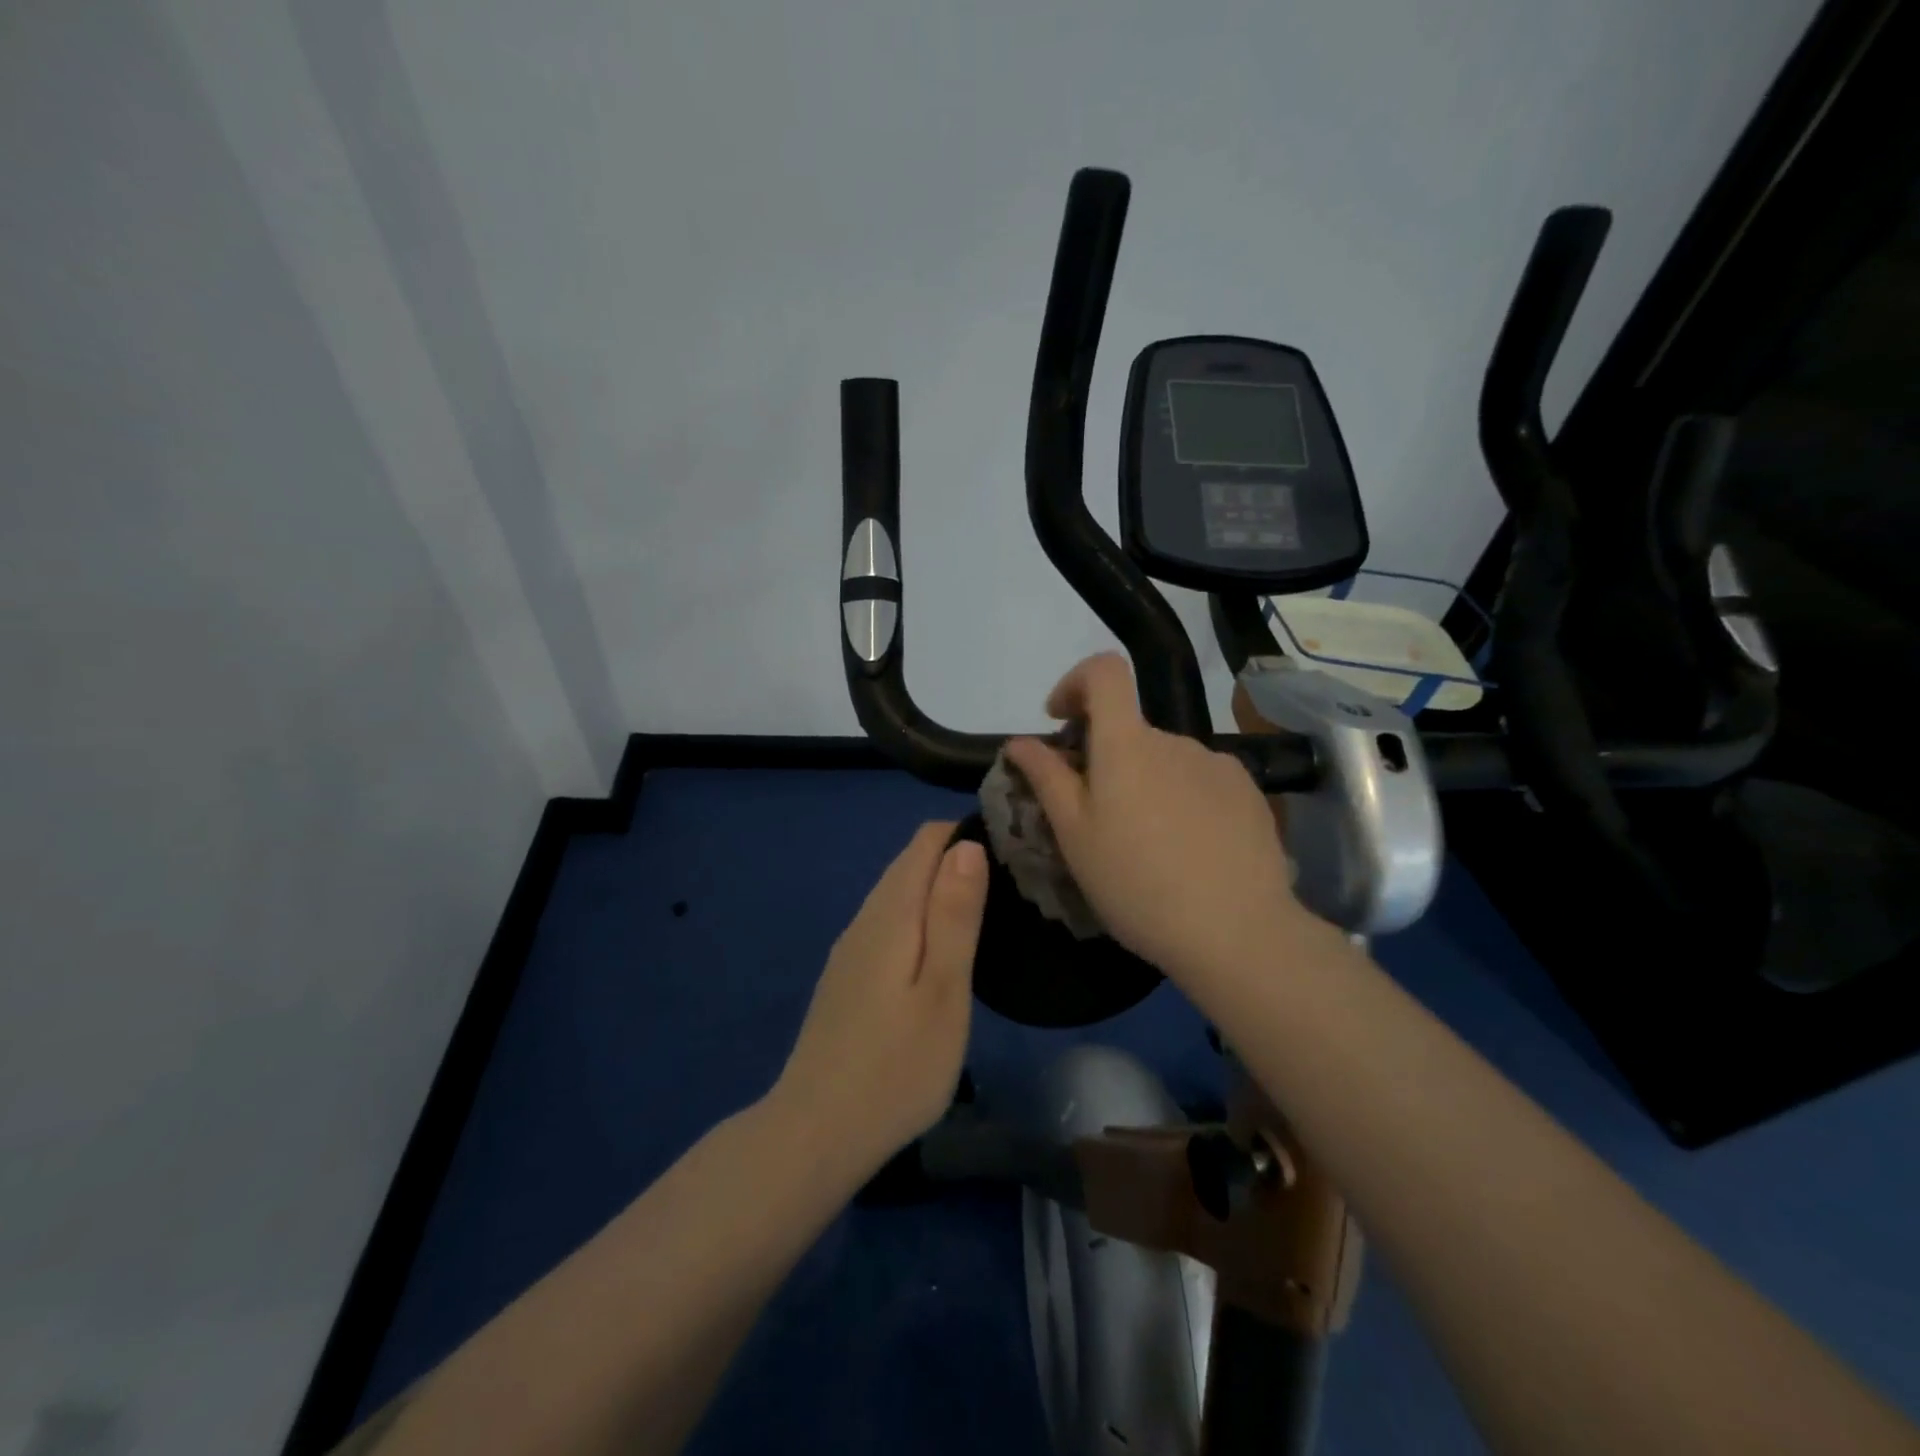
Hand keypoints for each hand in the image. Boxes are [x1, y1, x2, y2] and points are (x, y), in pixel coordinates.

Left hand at [773, 823, 987, 1175]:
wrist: (816, 1133)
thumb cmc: (897, 1067)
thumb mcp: (943, 991)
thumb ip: (954, 915)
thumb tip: (966, 846)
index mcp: (891, 913)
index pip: (926, 841)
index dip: (966, 834)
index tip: (1009, 853)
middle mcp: (865, 919)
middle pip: (909, 863)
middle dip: (956, 858)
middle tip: (1010, 885)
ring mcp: (850, 949)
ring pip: (897, 894)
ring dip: (938, 890)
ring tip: (985, 913)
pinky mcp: (847, 977)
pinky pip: (887, 924)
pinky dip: (919, 919)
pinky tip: (940, 951)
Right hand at [1004, 653, 1304, 983]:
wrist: (1237, 932)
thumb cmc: (1137, 884)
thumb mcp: (1075, 836)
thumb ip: (1046, 778)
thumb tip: (1020, 741)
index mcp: (1127, 744)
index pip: (1104, 671)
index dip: (1076, 682)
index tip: (1061, 723)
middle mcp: (1174, 740)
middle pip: (1130, 731)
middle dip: (1106, 761)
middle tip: (1097, 821)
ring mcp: (1217, 764)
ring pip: (1164, 761)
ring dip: (1145, 785)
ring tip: (1147, 847)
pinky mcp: (1247, 792)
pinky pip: (1199, 780)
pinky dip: (1181, 800)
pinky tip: (1187, 851)